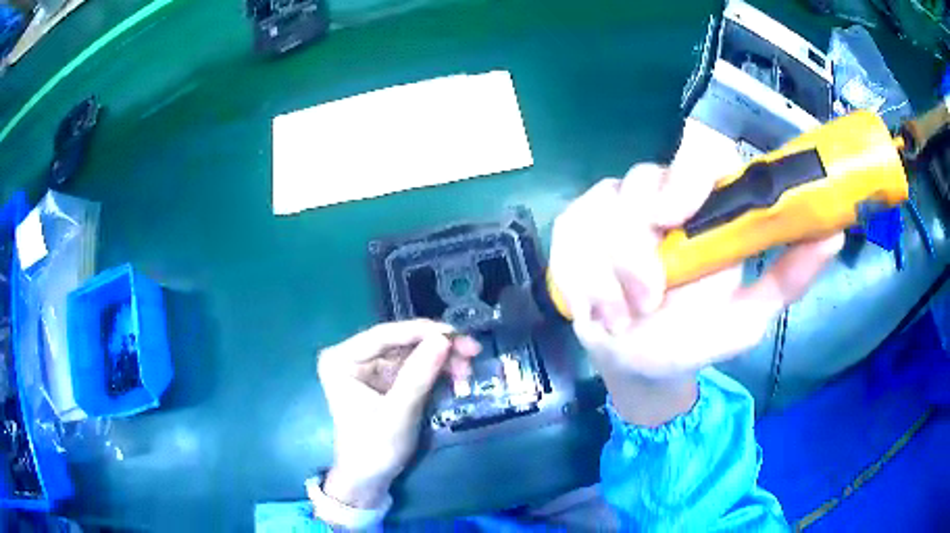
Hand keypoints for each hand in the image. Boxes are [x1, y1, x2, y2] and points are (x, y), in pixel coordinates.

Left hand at [317, 320, 479, 507]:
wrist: (369, 478)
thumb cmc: (374, 448)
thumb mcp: (398, 412)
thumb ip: (419, 375)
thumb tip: (444, 338)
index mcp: (341, 359)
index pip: (384, 335)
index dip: (421, 331)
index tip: (455, 333)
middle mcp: (354, 356)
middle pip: (402, 342)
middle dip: (438, 347)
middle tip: (472, 351)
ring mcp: (371, 367)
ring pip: (413, 353)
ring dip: (442, 360)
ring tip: (468, 372)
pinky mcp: (386, 380)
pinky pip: (416, 367)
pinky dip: (438, 372)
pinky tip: (457, 378)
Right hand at [550, 120, 842, 422]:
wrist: (637, 363)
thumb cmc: (694, 337)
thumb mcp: (747, 317)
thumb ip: (788, 279)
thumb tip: (833, 234)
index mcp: (705, 205)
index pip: (700, 152)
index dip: (686, 171)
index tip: (673, 216)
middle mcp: (659, 195)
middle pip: (637, 184)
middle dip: (635, 251)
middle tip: (648, 302)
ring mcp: (611, 208)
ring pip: (598, 215)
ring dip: (608, 279)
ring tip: (623, 320)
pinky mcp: (573, 228)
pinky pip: (568, 239)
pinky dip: (581, 282)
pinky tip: (595, 310)